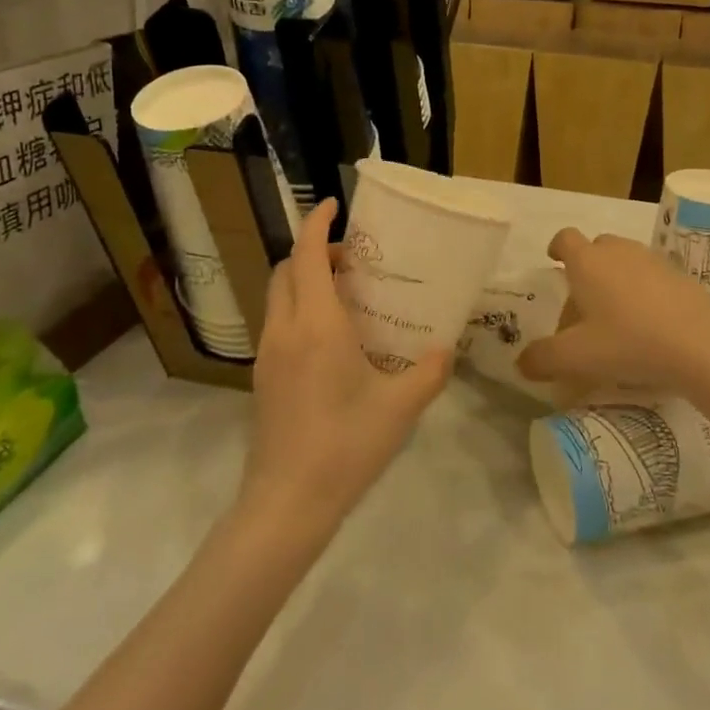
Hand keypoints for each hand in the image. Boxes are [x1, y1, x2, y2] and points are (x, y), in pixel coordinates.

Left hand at [239, 200, 450, 535]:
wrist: (286, 503)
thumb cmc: (346, 446)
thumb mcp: (401, 407)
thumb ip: (429, 371)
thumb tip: (446, 349)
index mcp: (317, 325)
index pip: (308, 256)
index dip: (317, 224)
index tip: (334, 205)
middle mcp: (285, 329)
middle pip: (287, 270)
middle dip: (314, 251)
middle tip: (354, 259)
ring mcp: (268, 354)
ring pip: (278, 296)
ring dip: (304, 279)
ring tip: (345, 294)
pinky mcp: (263, 378)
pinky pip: (278, 322)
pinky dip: (299, 308)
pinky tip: (331, 338)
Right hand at [517, 228, 709, 400]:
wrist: (702, 344)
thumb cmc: (629, 342)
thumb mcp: (577, 358)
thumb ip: (543, 359)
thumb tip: (522, 363)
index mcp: (587, 262)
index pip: (565, 238)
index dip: (557, 248)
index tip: (554, 261)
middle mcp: (618, 251)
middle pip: (596, 248)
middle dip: (586, 270)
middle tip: (582, 307)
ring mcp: (653, 261)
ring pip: (625, 262)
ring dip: (615, 281)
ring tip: (615, 320)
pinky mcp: (681, 277)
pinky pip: (651, 278)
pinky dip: (643, 294)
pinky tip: (647, 327)